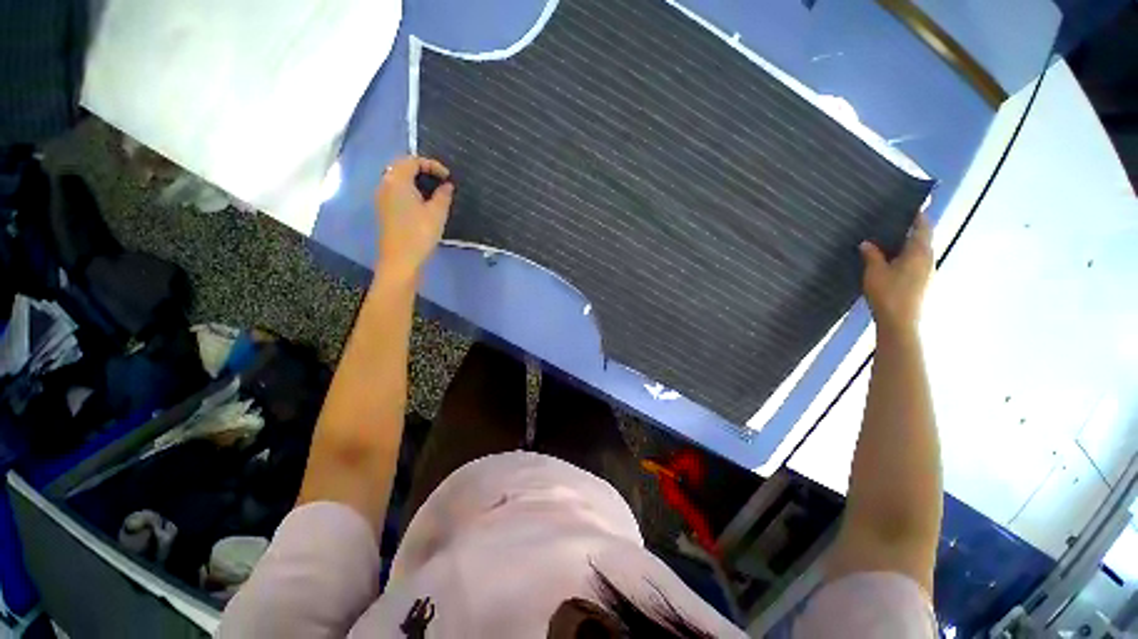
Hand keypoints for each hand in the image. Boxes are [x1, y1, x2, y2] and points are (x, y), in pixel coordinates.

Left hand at [375, 156, 454, 280]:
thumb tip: (447, 185)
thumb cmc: (420, 234)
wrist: (401, 260)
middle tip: (441, 180)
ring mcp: (383, 197)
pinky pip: (397, 191)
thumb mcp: (437, 213)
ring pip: (399, 179)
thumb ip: (443, 195)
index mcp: (397, 180)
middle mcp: (386, 184)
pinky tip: (424, 202)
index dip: (432, 165)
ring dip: (416, 180)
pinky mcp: (385, 210)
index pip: (413, 161)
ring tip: (435, 191)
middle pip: (402, 167)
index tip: (448, 177)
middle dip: (423, 170)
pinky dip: (411, 190)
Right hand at [860, 213, 932, 332]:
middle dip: (911, 230)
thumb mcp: (874, 272)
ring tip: (889, 242)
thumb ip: (872, 255)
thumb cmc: (888, 293)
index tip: (912, 205)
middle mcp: (928, 259)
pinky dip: (906, 257)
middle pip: (923, 239)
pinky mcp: (922, 283)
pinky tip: (892, 262)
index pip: (923, 227)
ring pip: (919, 252)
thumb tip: (867, 243)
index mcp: (919, 252)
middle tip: (893, 223)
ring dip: (907, 245)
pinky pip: (916, 263)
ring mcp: (927, 272)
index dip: (919, 215)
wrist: (900, 322)